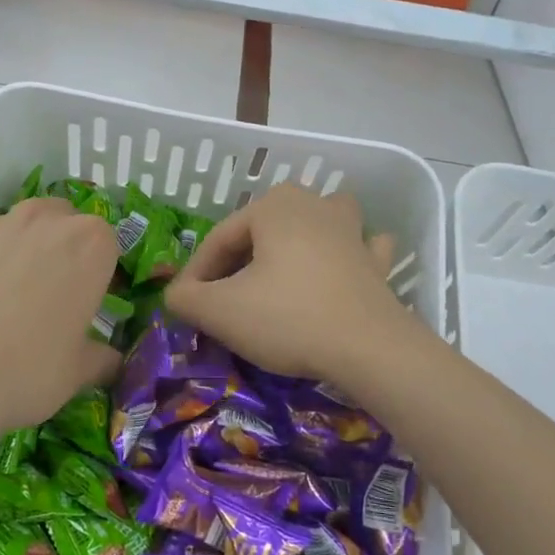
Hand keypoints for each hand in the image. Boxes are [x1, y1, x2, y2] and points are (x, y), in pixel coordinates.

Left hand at [0, 197, 122, 447]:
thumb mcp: (76, 374)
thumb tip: (111, 362)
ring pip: (20, 227)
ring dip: (22, 251)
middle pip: (65, 223)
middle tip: (51, 297)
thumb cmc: (25, 369)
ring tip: (7, 299)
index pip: (108, 246)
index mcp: (89, 245)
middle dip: (63, 250)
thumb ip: (100, 359)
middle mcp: (45, 220)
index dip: (100, 274)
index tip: (88, 304)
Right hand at [166, 184, 420, 387]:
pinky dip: (347, 255)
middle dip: (238, 260)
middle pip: (261, 230)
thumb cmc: (288, 318)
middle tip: (223, 298)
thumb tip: (177, 295)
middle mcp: (313, 205)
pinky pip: (357, 248)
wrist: (369, 348)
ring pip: (315, 224)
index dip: (196, 274)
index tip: (186, 307)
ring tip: (281, 267)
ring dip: (297, 240)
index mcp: (272, 206)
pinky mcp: (376, 262)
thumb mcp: (220, 311)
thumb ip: (186, 298)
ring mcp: (351, 231)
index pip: (219, 238)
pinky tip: (342, 268)